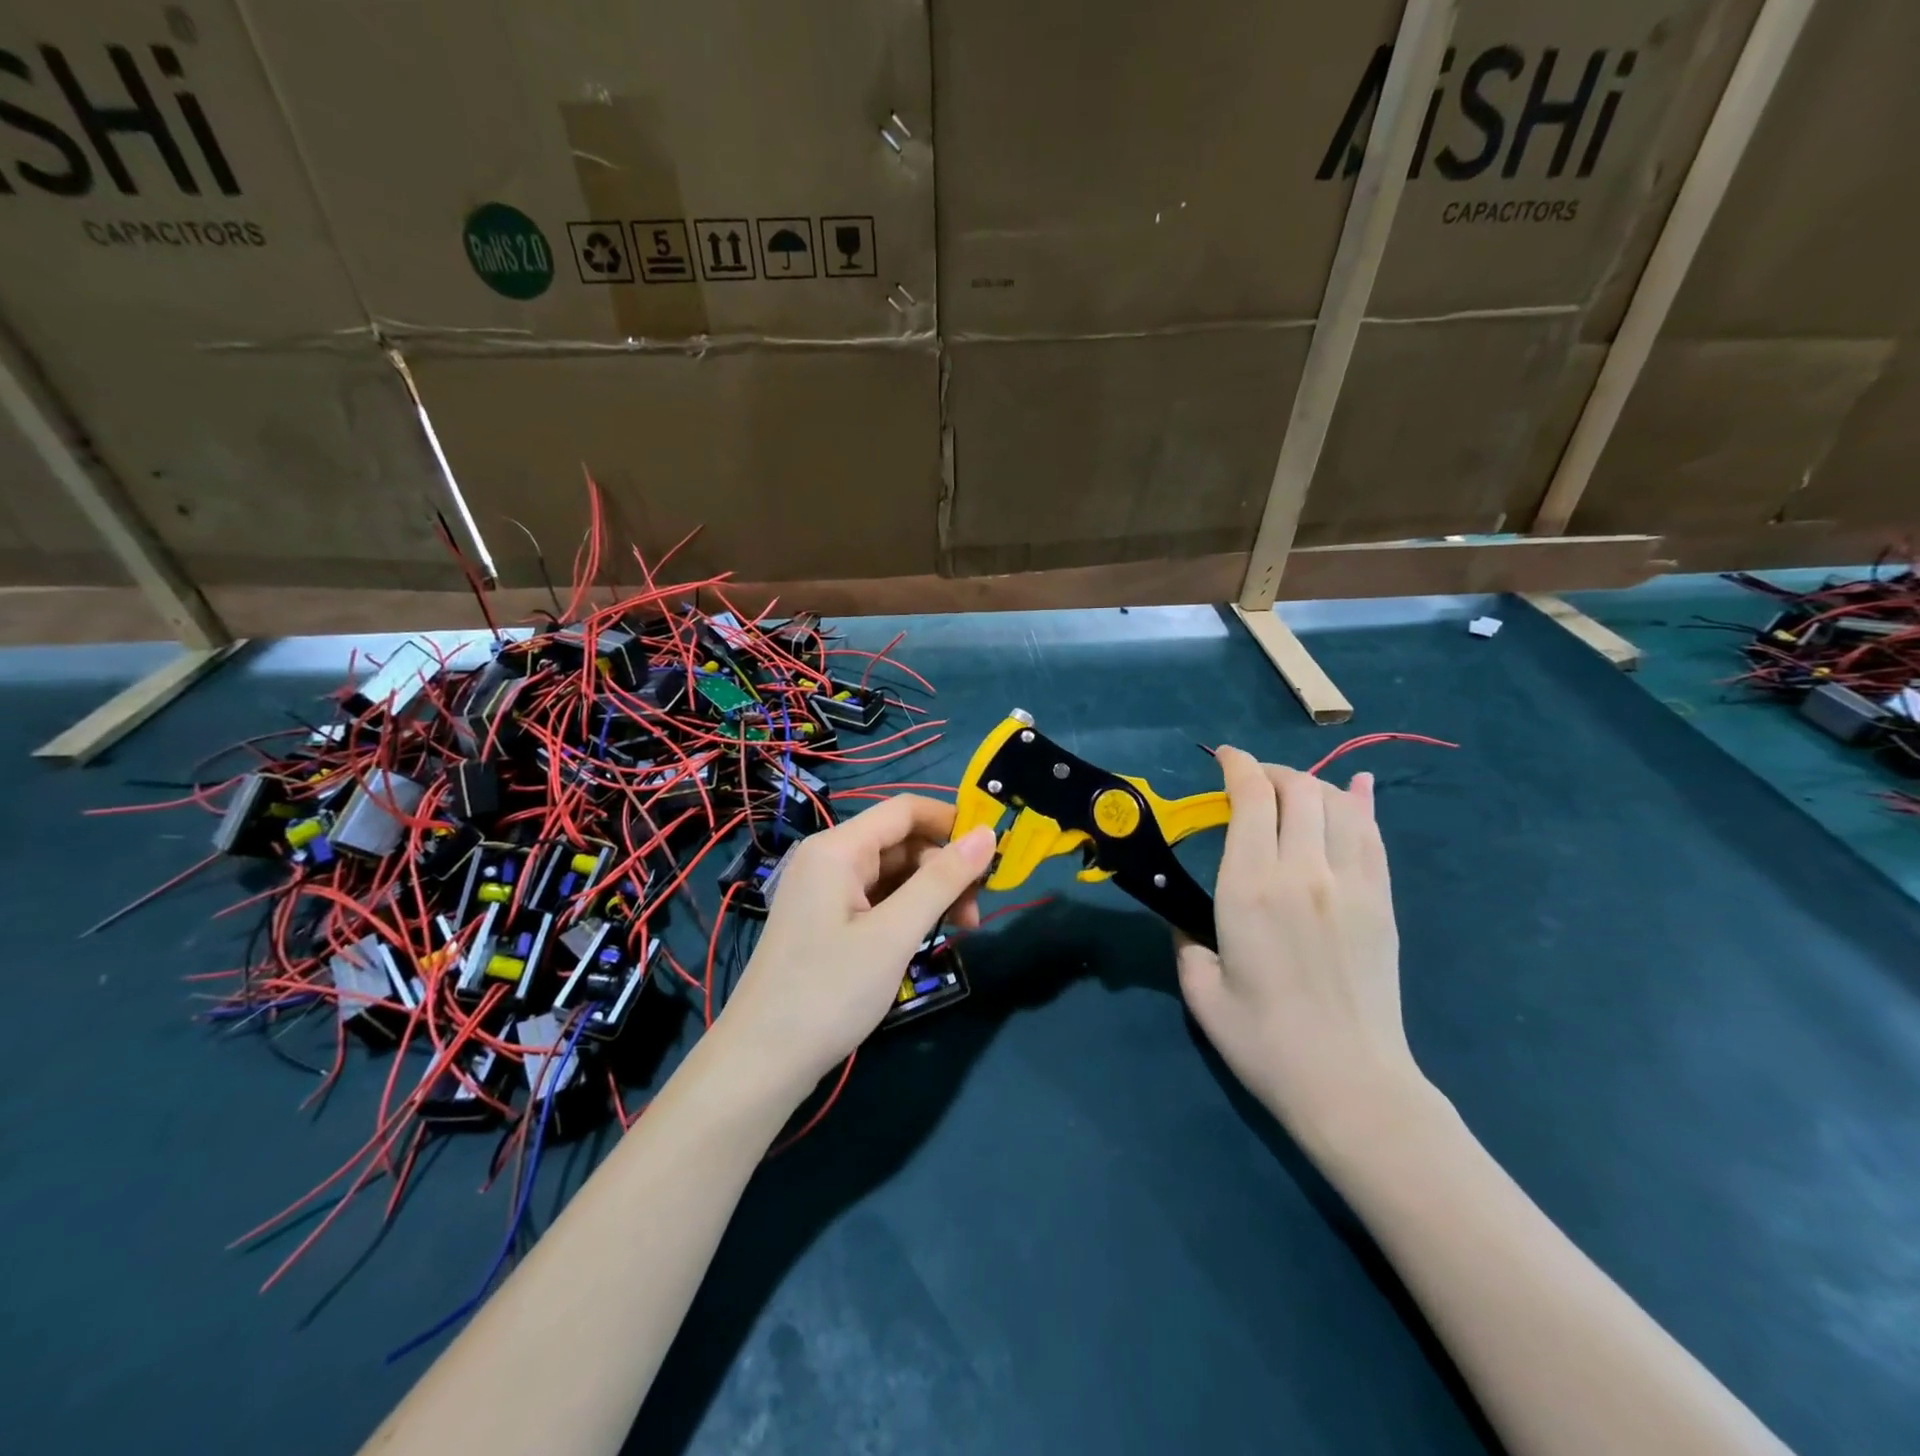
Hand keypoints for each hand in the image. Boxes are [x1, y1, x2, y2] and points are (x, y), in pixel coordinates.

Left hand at [714, 795, 996, 1099]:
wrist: (762, 1062)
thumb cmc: (830, 991)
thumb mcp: (894, 934)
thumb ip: (942, 880)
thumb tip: (988, 834)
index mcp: (838, 848)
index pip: (906, 810)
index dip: (953, 821)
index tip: (994, 853)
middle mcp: (829, 858)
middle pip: (901, 842)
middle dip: (945, 867)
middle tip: (977, 913)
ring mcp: (825, 890)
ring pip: (892, 872)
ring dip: (930, 892)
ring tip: (961, 930)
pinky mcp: (826, 920)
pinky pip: (877, 897)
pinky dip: (907, 910)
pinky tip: (927, 935)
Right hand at [1177, 747, 1425, 1147]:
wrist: (1352, 1086)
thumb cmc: (1264, 1042)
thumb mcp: (1201, 990)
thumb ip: (1185, 939)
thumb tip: (1188, 918)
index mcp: (1251, 888)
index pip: (1252, 799)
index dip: (1237, 766)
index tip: (1223, 759)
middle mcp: (1304, 871)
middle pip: (1297, 789)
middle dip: (1271, 773)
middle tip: (1251, 783)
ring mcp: (1351, 883)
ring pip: (1336, 803)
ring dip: (1310, 785)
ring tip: (1290, 793)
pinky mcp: (1382, 901)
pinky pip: (1372, 834)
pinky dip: (1360, 805)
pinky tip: (1354, 791)